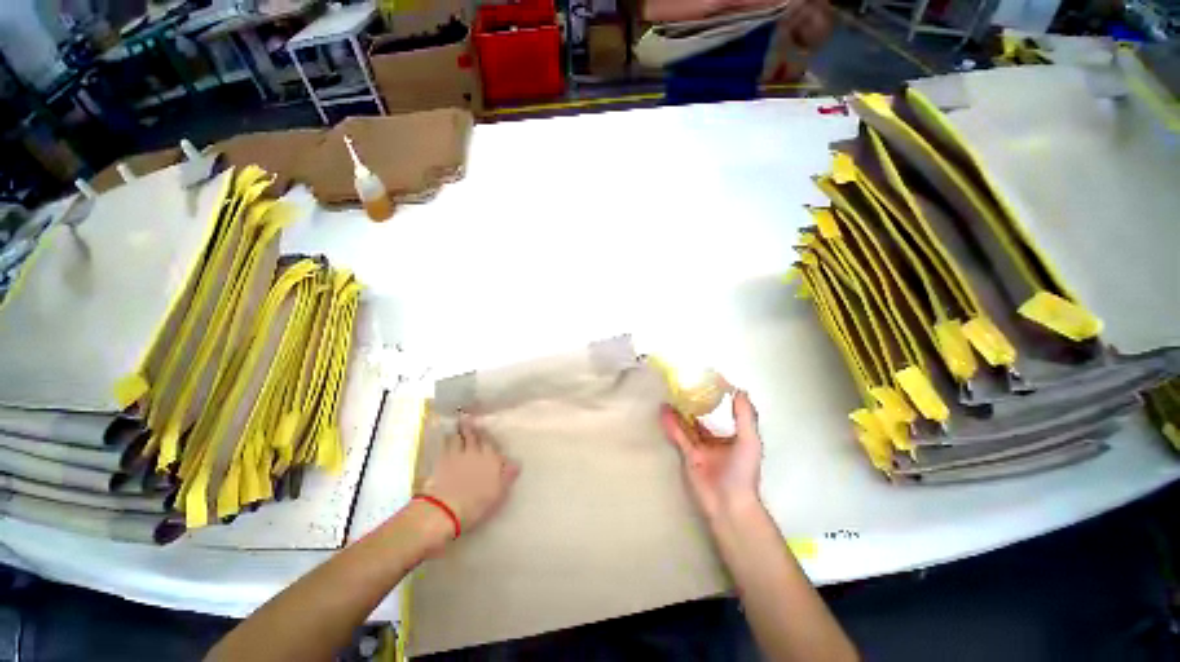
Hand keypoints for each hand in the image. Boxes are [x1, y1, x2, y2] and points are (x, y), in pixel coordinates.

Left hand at [420, 413, 520, 535]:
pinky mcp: (441, 460)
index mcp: (492, 460)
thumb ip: (507, 476)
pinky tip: (447, 437)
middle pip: (476, 437)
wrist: (446, 508)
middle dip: (475, 429)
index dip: (490, 441)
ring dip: (461, 431)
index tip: (489, 438)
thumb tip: (516, 464)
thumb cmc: (477, 504)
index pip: (493, 446)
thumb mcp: (498, 493)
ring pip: (460, 437)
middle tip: (472, 419)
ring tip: (460, 424)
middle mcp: (476, 453)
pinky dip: (447, 439)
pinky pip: (445, 444)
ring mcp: (458, 454)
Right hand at [660, 390, 761, 520]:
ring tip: (669, 395)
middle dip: (694, 403)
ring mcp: (701, 448)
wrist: (729, 504)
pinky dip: (671, 424)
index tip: (708, 380)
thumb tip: (739, 389)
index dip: (717, 397)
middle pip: (703, 417)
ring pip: (688, 425)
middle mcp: (717, 440)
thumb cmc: (743, 471)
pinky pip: (678, 436)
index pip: (725, 412)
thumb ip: (744, 415)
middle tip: (682, 385)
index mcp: (734, 436)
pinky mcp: (688, 456)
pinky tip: (663, 411)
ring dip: (679, 412)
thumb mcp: (749, 440)